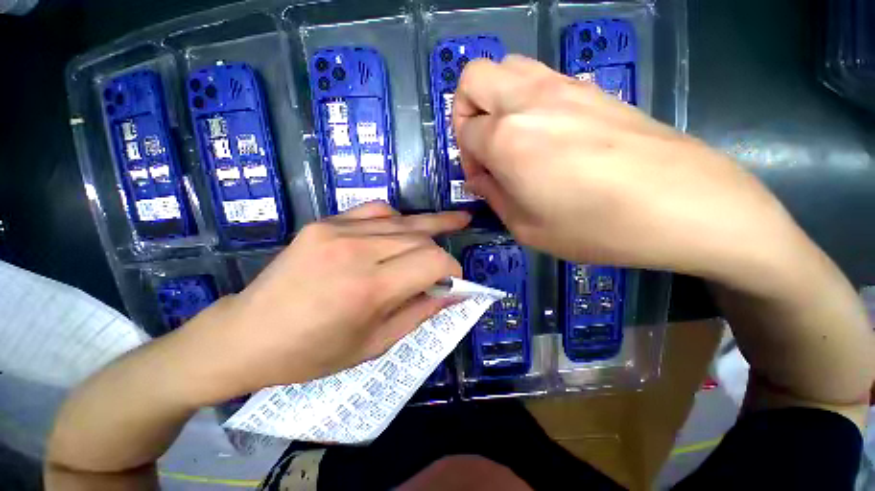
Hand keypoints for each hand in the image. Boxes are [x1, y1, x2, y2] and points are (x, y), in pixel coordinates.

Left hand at [179, 202, 468, 400]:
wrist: (247, 334)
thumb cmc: (312, 353)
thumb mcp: (375, 344)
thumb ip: (420, 313)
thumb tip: (453, 294)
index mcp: (369, 288)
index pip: (432, 262)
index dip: (453, 270)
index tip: (455, 282)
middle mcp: (356, 250)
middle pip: (420, 238)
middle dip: (441, 252)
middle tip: (447, 268)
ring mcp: (337, 230)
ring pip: (403, 221)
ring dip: (428, 228)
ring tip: (453, 222)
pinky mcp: (325, 222)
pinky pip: (376, 210)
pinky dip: (398, 219)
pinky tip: (404, 228)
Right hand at [454, 55, 801, 285]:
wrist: (685, 205)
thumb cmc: (596, 227)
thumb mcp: (527, 228)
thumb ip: (494, 197)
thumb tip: (479, 179)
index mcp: (507, 138)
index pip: (465, 133)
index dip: (467, 160)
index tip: (484, 180)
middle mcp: (528, 100)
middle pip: (474, 77)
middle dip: (466, 111)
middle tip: (484, 147)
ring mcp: (564, 86)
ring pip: (507, 68)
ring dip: (495, 100)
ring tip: (511, 139)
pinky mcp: (592, 88)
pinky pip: (540, 78)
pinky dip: (526, 100)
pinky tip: (546, 135)